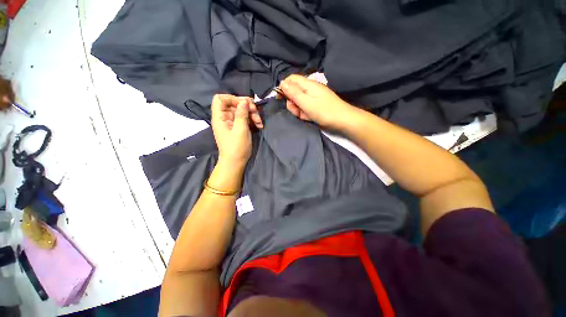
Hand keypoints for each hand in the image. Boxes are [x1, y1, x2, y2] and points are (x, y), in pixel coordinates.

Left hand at [211, 94, 261, 169]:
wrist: (236, 162)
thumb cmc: (236, 148)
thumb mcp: (241, 130)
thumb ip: (242, 114)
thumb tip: (244, 100)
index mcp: (220, 117)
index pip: (220, 99)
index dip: (231, 98)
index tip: (243, 104)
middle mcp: (224, 118)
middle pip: (234, 104)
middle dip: (246, 106)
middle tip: (256, 112)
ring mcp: (232, 122)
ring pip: (242, 111)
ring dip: (252, 114)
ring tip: (259, 122)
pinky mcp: (238, 127)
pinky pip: (245, 118)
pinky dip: (252, 120)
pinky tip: (259, 125)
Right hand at [280, 75, 353, 129]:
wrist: (343, 120)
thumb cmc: (324, 111)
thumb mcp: (306, 103)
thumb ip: (293, 93)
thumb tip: (282, 83)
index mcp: (308, 84)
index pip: (291, 79)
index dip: (284, 86)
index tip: (279, 98)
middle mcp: (310, 89)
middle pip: (294, 92)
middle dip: (292, 103)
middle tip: (297, 111)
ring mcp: (314, 97)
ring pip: (299, 102)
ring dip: (299, 110)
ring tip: (305, 116)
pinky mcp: (316, 105)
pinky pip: (306, 107)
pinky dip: (305, 113)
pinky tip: (309, 117)